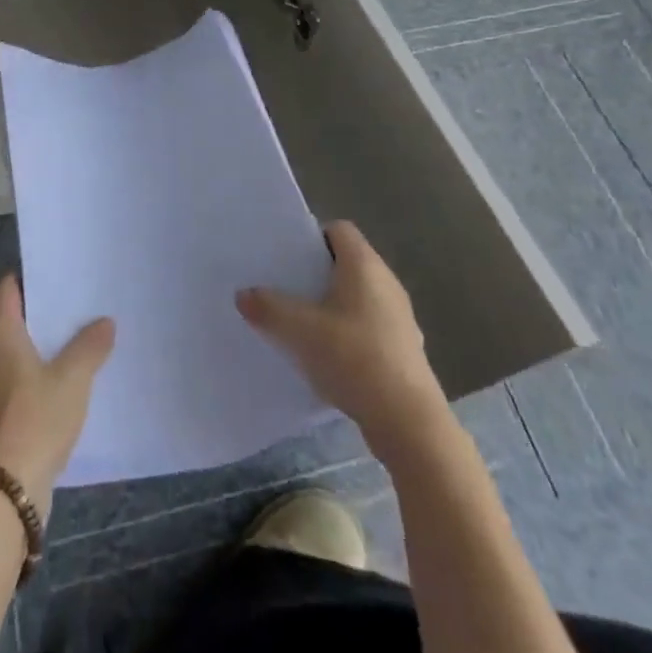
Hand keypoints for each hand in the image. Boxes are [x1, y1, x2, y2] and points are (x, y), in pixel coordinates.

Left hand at [0, 276, 114, 518]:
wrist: (3, 494)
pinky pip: (19, 380)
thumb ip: (89, 346)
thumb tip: (105, 321)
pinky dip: (40, 374)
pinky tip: (68, 381)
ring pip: (18, 351)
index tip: (59, 270)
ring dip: (44, 345)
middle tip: (80, 301)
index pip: (7, 287)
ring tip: (81, 337)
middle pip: (13, 318)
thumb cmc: (34, 420)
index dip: (30, 275)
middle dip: (44, 310)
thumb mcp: (72, 379)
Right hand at [237, 220, 447, 461]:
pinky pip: (369, 327)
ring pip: (359, 297)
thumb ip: (268, 307)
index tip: (288, 257)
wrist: (408, 422)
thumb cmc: (354, 358)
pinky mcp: (404, 349)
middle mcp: (387, 282)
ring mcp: (400, 317)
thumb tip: (243, 294)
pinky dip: (349, 334)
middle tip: (286, 289)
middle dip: (317, 274)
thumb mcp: (300, 330)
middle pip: (347, 263)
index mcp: (365, 265)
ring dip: (333, 306)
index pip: (339, 229)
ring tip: (302, 325)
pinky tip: (330, 358)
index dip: (313, 238)